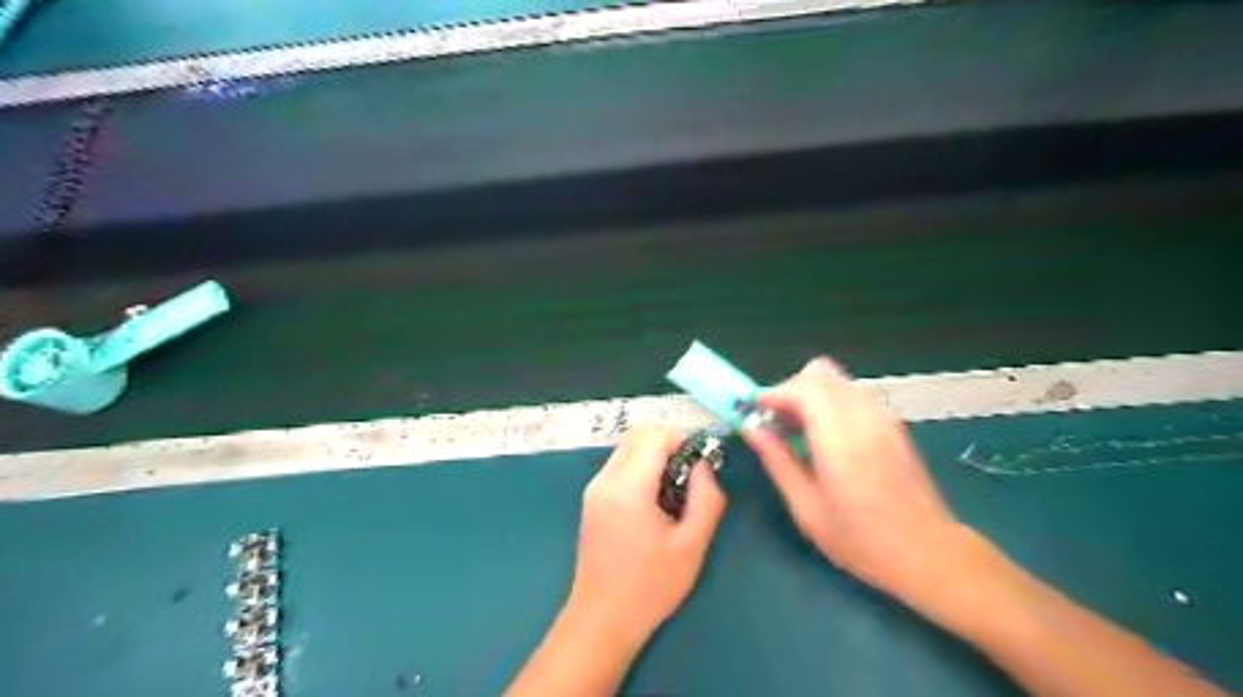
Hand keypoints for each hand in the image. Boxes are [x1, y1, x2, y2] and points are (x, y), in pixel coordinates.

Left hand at [566, 428, 730, 651]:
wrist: (602, 620)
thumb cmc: (650, 587)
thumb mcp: (692, 545)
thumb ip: (706, 497)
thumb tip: (704, 465)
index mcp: (627, 488)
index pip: (655, 437)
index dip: (683, 438)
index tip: (705, 456)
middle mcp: (604, 480)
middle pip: (638, 435)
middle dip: (670, 441)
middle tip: (695, 468)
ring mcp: (594, 488)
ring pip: (627, 447)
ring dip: (655, 453)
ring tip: (679, 485)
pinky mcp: (592, 499)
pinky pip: (620, 465)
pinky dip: (642, 465)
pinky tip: (658, 497)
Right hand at [742, 357, 965, 602]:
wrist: (929, 553)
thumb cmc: (861, 540)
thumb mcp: (807, 508)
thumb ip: (777, 461)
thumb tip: (751, 429)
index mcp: (840, 439)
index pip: (803, 388)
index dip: (773, 393)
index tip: (755, 411)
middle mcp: (864, 418)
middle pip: (820, 373)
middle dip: (791, 389)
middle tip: (777, 421)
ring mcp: (883, 418)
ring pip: (838, 380)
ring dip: (811, 394)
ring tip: (798, 430)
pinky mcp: (894, 424)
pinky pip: (854, 394)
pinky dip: (831, 402)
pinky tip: (826, 437)